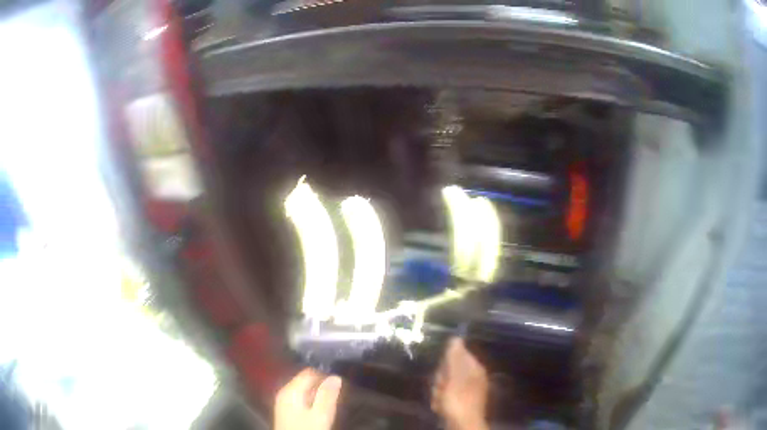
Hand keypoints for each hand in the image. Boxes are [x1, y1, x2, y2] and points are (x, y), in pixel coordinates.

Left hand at [275, 368, 342, 429]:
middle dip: (321, 385)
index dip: (325, 374)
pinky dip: (310, 400)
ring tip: (330, 402)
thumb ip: (327, 395)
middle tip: (336, 394)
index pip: (309, 372)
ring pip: (303, 390)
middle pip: (304, 380)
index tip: (339, 383)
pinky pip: (300, 398)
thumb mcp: (321, 415)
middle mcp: (284, 392)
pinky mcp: (285, 410)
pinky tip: (318, 410)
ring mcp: (283, 401)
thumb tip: (336, 377)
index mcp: (290, 390)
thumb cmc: (307, 429)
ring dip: (317, 394)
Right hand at [431, 338, 489, 429]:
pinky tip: (441, 406)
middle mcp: (473, 376)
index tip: (443, 371)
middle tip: (441, 388)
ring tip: (440, 400)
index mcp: (474, 367)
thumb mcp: (454, 376)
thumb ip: (454, 357)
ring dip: (438, 391)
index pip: (457, 354)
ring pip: (445, 383)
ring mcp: (467, 390)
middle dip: (440, 379)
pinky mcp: (460, 401)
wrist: (463, 424)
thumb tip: (456, 337)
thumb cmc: (458, 399)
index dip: (446, 362)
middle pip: (449, 369)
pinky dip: (441, 400)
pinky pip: (446, 395)